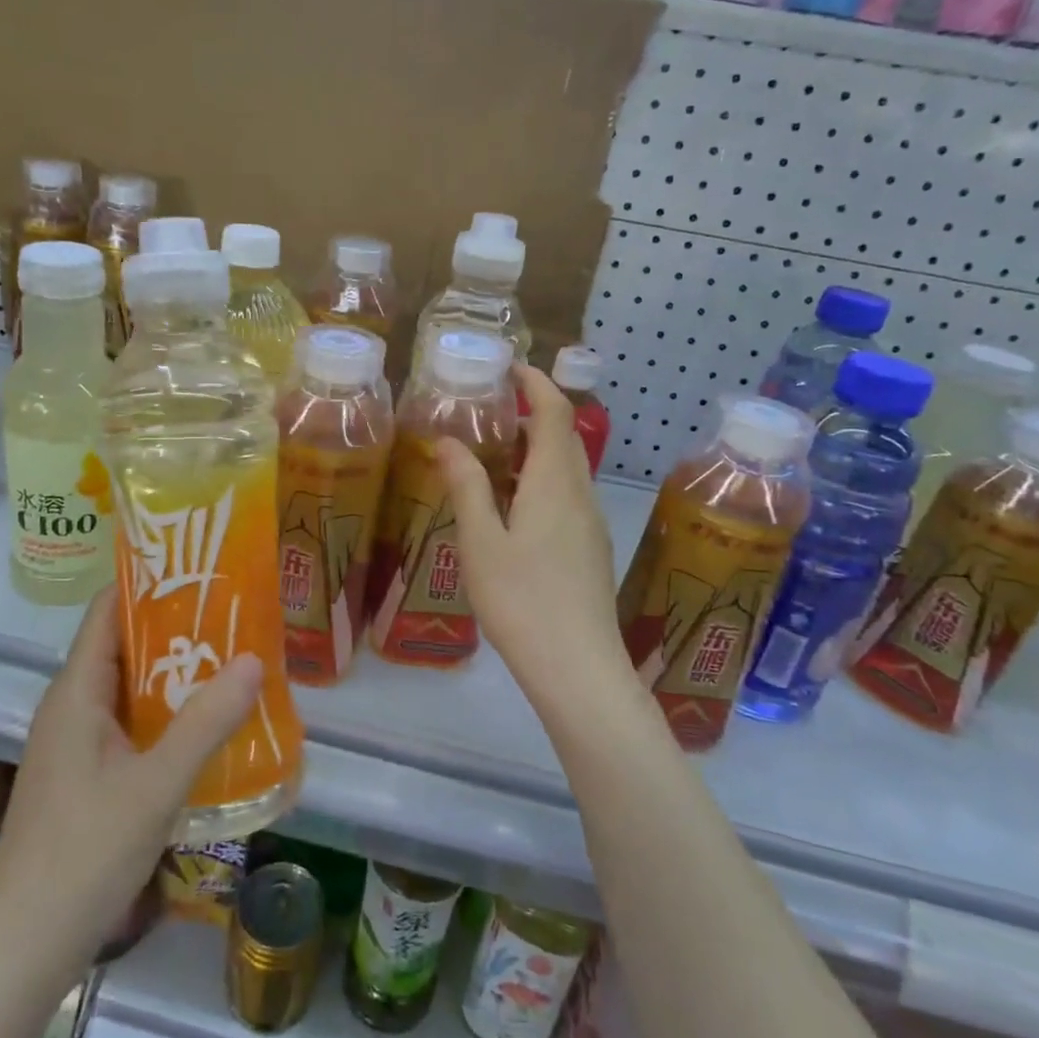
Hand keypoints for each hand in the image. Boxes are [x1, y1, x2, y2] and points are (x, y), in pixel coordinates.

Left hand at [0, 588, 263, 977]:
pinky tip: (205, 720)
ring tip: (230, 656)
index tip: (198, 566)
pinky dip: (165, 708)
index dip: (147, 581)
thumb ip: (207, 721)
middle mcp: (72, 707)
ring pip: (128, 684)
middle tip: (233, 610)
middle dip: (174, 623)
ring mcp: (76, 743)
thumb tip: (255, 659)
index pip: (106, 610)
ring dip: (174, 668)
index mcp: (76, 693)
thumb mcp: (157, 784)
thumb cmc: (84, 854)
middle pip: (122, 643)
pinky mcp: (85, 774)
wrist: (25, 949)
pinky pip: (129, 720)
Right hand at [437, 365, 630, 702]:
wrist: (578, 669)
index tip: (507, 368)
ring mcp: (590, 523)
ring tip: (491, 456)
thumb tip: (448, 440)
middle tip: (488, 411)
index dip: (535, 383)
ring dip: (535, 450)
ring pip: (566, 469)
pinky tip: (511, 507)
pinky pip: (566, 496)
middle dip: (531, 413)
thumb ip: (466, 486)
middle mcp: (580, 494)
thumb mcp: (481, 542)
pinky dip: (540, 480)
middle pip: (563, 437)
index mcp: (555, 482)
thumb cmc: (522, 600)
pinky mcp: (590, 549)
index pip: (554, 412)